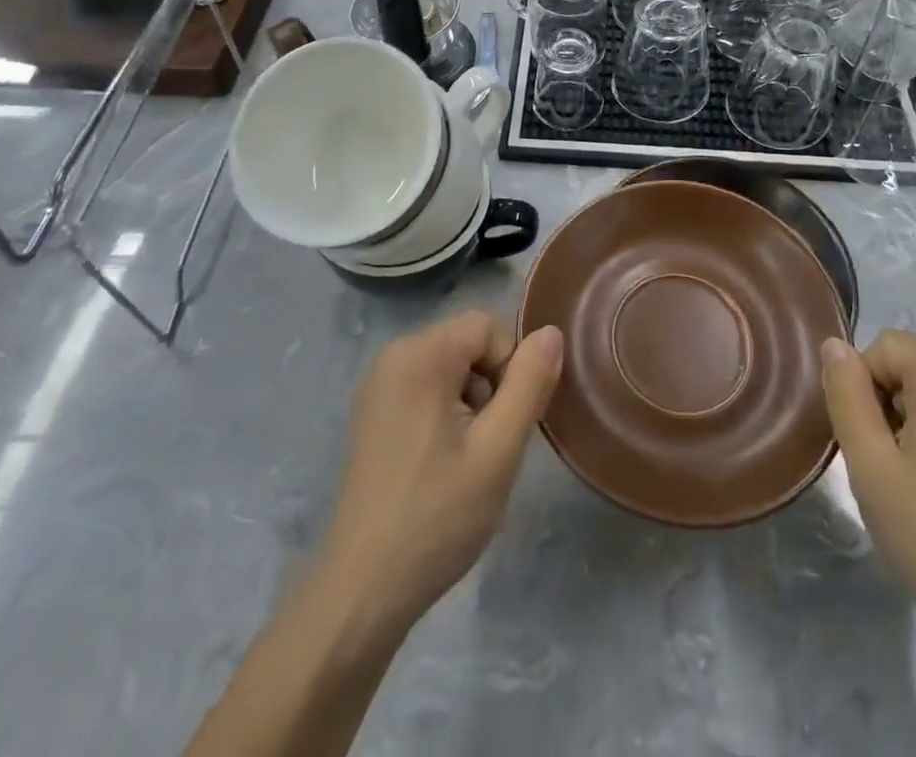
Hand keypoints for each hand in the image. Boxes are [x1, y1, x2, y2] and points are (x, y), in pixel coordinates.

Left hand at [320, 311, 563, 635]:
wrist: (364, 588)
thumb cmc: (438, 515)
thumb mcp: (499, 450)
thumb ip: (529, 384)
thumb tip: (551, 333)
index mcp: (420, 355)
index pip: (487, 326)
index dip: (510, 366)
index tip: (506, 422)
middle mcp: (393, 356)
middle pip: (466, 343)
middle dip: (491, 385)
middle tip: (489, 445)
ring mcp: (377, 386)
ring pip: (449, 367)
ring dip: (471, 402)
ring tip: (466, 459)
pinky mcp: (372, 414)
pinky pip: (425, 388)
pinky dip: (445, 413)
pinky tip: (441, 464)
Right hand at [821, 331, 915, 661]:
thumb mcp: (870, 464)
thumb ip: (846, 395)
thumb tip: (834, 344)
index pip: (884, 345)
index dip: (860, 383)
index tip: (865, 440)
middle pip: (910, 365)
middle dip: (882, 402)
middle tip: (881, 464)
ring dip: (906, 424)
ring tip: (906, 484)